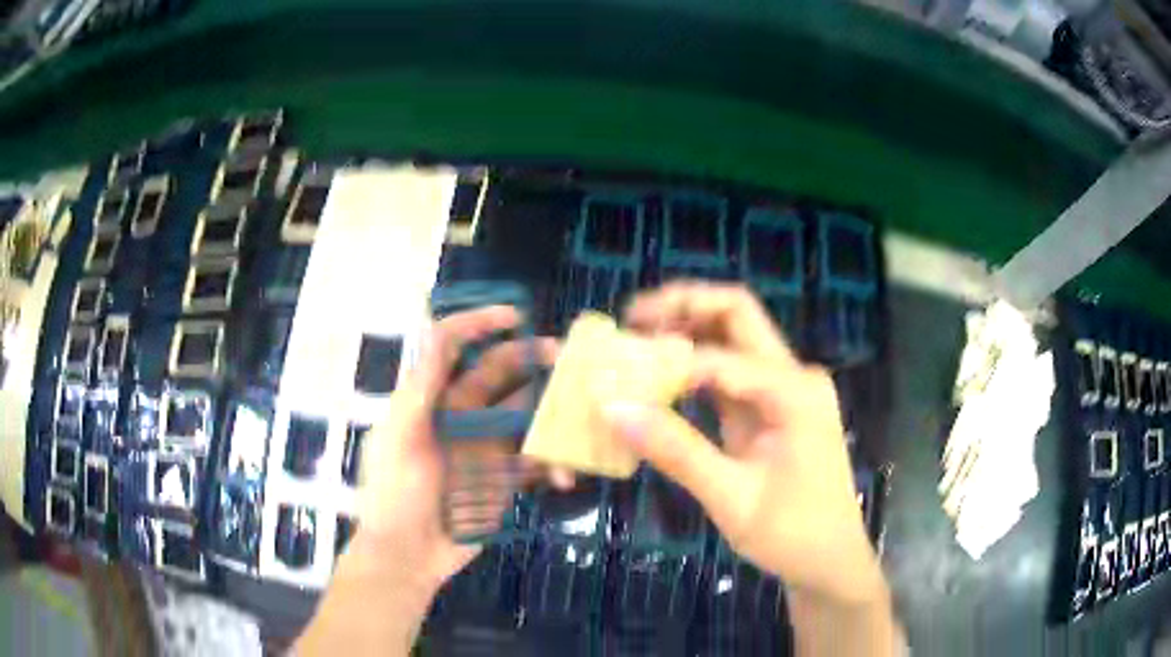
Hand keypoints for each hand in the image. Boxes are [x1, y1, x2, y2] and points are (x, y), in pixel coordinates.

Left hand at [298, 306, 557, 654]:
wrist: (407, 557)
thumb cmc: (393, 496)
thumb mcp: (397, 442)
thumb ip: (418, 392)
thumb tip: (437, 334)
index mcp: (429, 398)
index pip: (450, 345)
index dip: (479, 323)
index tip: (516, 317)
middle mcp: (459, 412)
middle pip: (499, 373)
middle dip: (532, 361)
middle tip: (568, 361)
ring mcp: (484, 444)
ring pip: (525, 413)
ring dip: (551, 415)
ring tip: (578, 424)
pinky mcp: (502, 475)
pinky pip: (534, 459)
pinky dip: (551, 463)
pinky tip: (561, 478)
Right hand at [607, 282, 884, 606]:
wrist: (830, 559)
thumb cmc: (792, 534)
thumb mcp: (732, 498)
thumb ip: (677, 452)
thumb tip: (615, 410)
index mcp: (794, 391)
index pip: (720, 356)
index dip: (666, 362)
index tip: (619, 377)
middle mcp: (794, 375)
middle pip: (737, 314)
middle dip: (684, 306)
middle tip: (632, 318)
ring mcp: (785, 388)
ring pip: (734, 336)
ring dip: (689, 330)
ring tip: (638, 340)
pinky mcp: (773, 407)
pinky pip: (731, 371)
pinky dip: (695, 366)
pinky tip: (664, 377)